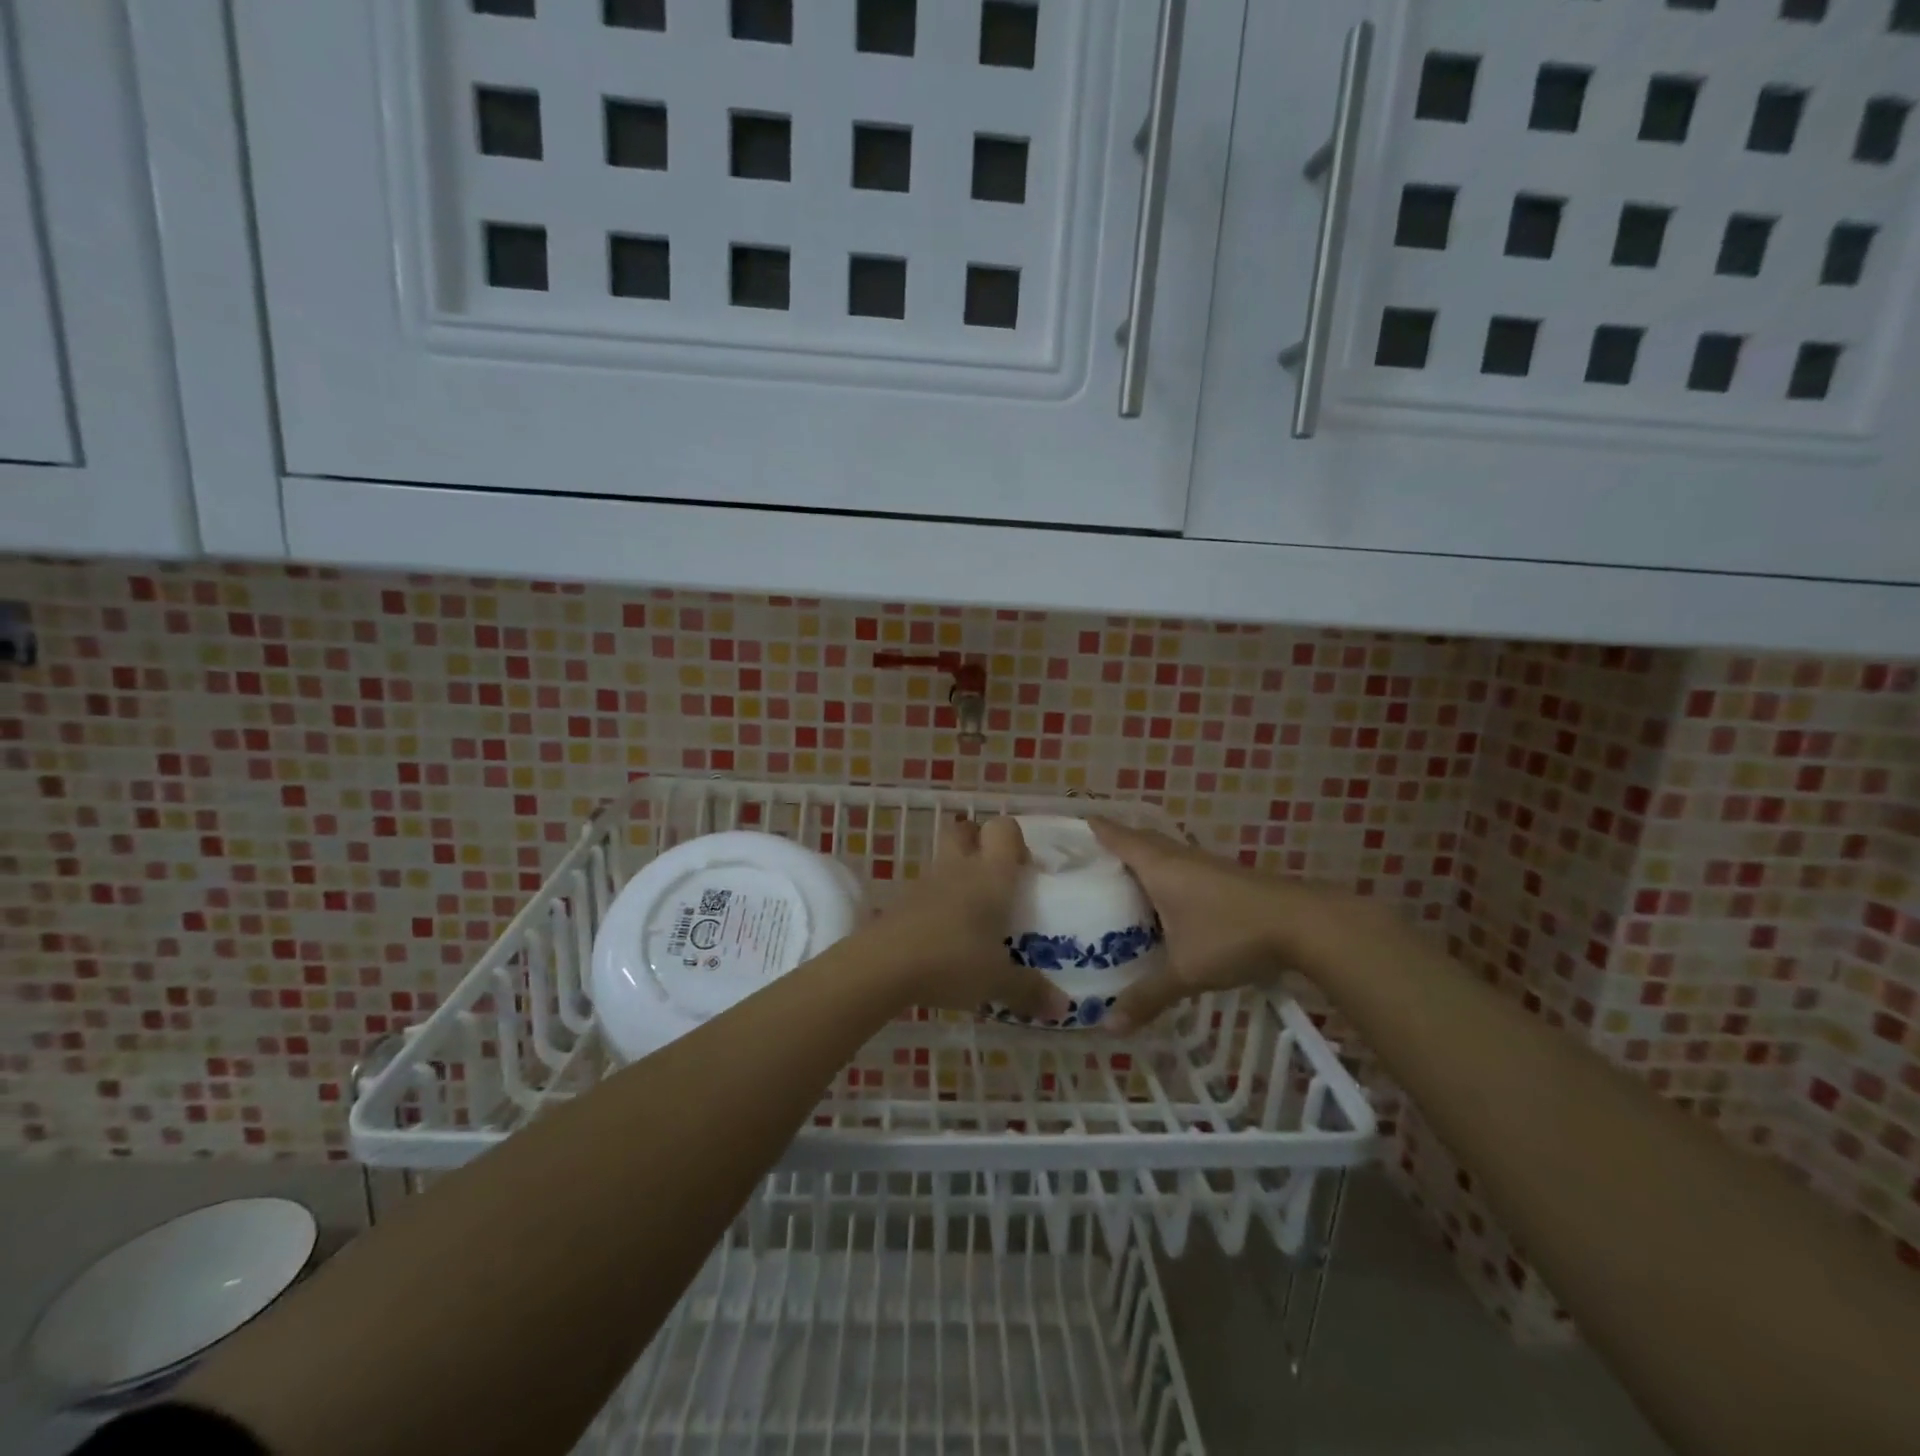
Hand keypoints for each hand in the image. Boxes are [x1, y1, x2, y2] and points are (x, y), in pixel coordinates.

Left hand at [868, 816, 1070, 1022]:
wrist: (884, 964)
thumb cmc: (953, 960)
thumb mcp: (997, 981)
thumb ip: (1030, 990)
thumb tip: (1063, 1007)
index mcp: (991, 875)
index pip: (1004, 828)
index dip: (1014, 840)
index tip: (1022, 869)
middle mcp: (960, 868)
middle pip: (966, 829)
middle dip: (979, 842)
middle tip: (995, 878)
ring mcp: (926, 881)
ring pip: (944, 859)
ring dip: (957, 874)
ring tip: (973, 914)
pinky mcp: (902, 901)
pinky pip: (927, 889)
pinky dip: (937, 901)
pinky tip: (945, 934)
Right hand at [1090, 819, 1295, 1032]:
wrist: (1304, 924)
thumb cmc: (1232, 935)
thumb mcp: (1185, 971)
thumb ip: (1147, 996)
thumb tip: (1108, 1026)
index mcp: (1158, 865)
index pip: (1115, 835)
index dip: (1091, 829)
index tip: (1065, 831)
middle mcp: (1177, 856)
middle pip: (1137, 839)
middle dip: (1111, 846)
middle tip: (1083, 864)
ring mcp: (1203, 864)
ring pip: (1161, 853)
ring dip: (1139, 861)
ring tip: (1115, 884)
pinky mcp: (1223, 876)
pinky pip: (1180, 867)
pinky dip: (1162, 876)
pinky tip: (1161, 902)